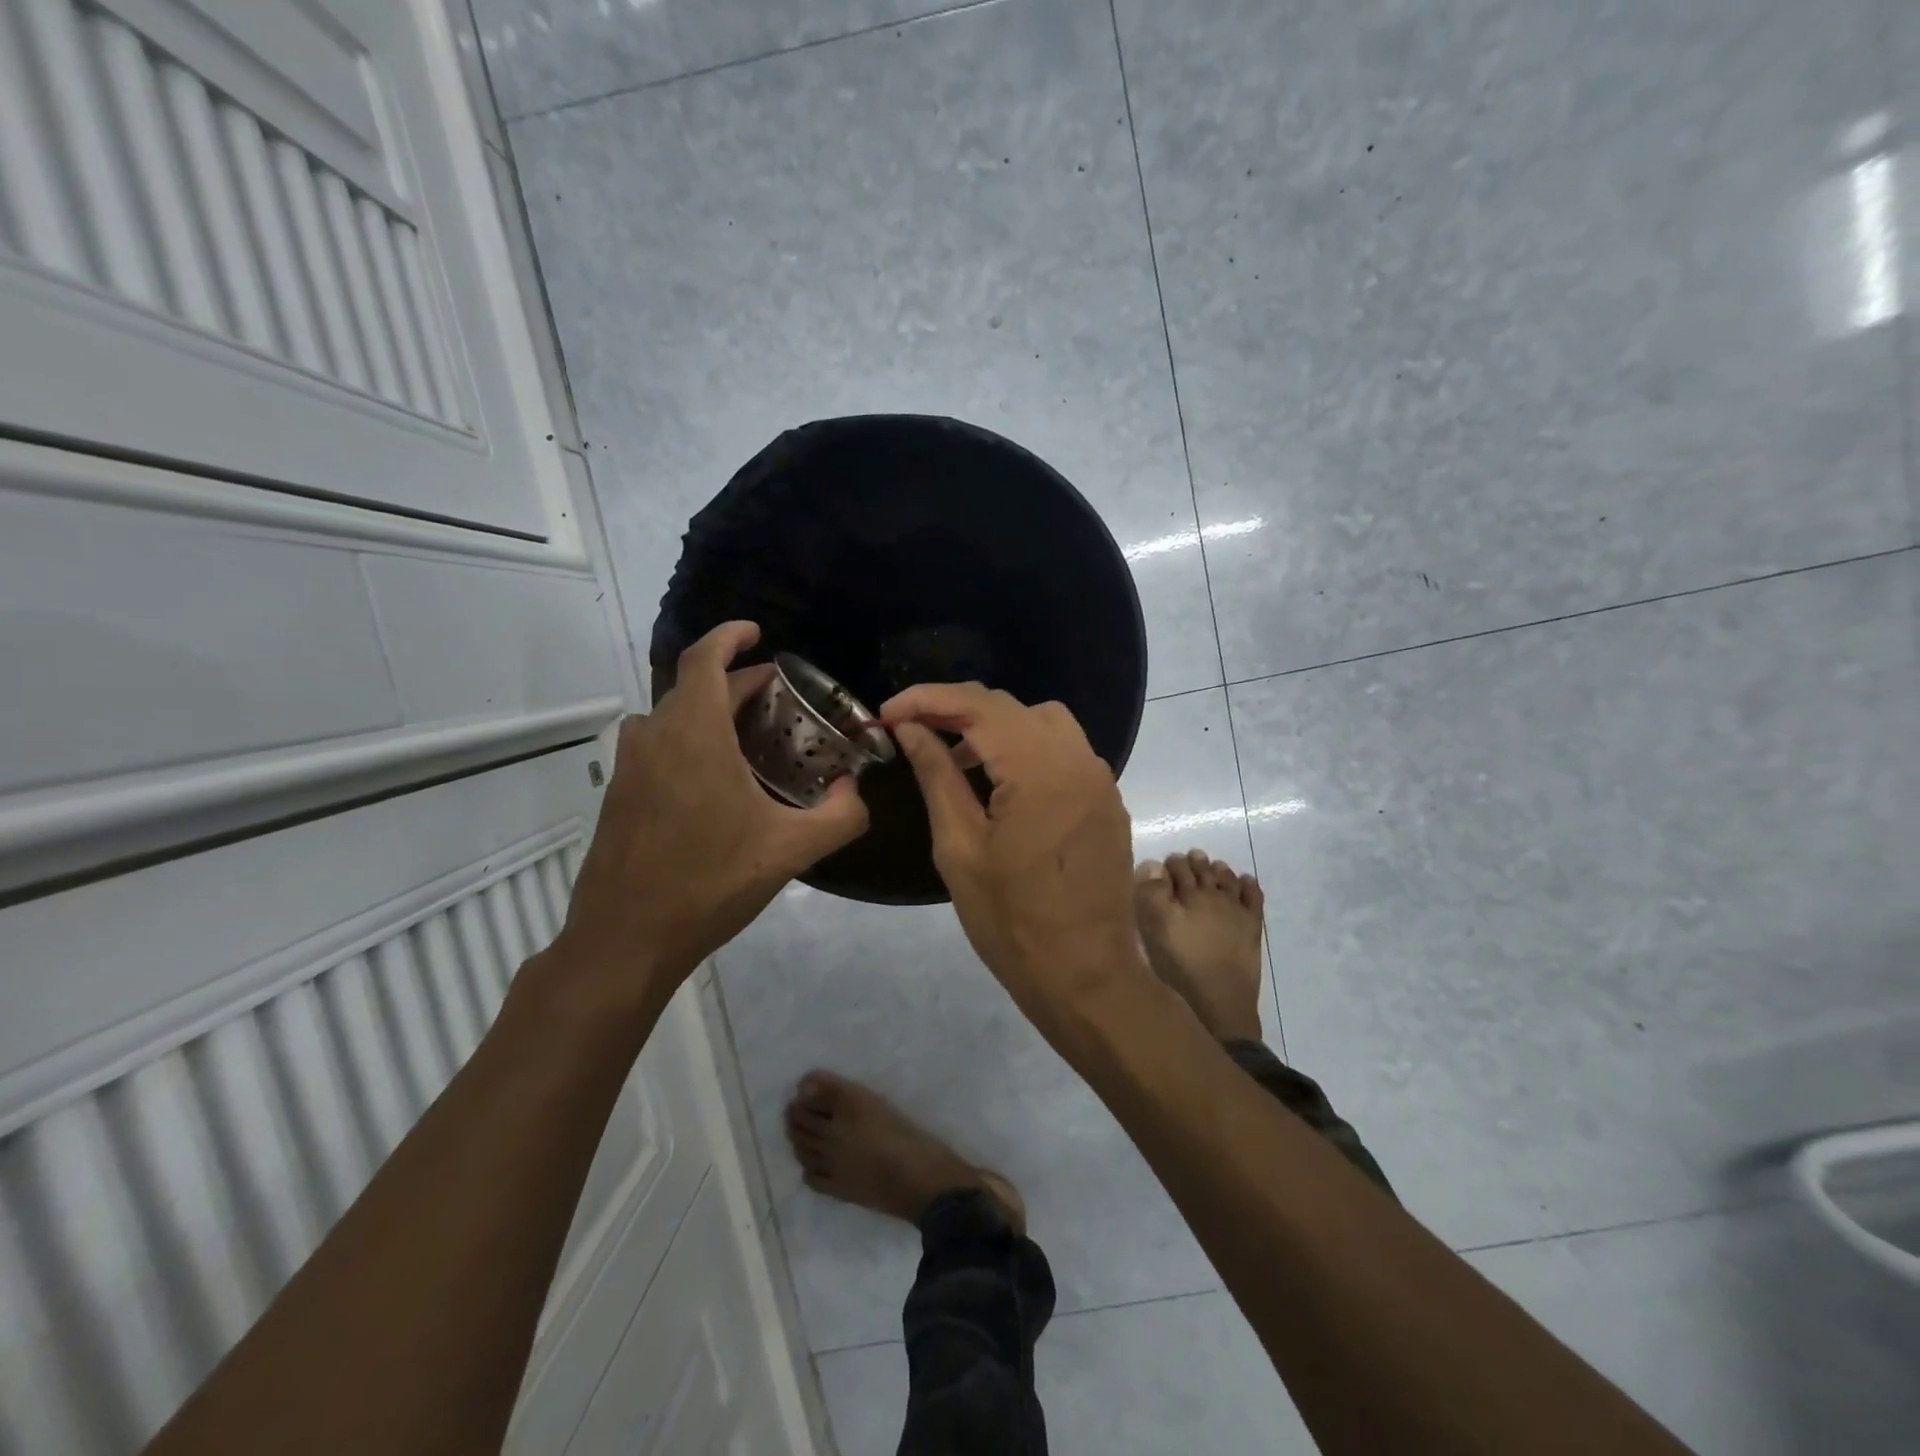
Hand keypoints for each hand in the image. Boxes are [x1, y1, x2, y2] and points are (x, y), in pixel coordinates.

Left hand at [550, 622, 868, 1006]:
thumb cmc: (709, 883)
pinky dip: (688, 738)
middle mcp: (655, 737)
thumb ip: (841, 816)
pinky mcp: (619, 793)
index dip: (729, 636)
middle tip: (778, 698)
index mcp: (694, 735)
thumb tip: (858, 792)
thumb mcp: (791, 851)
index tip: (757, 633)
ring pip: (672, 715)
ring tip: (749, 734)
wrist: (625, 938)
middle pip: (694, 687)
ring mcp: (630, 766)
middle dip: (737, 682)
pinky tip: (715, 778)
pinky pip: (657, 744)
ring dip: (709, 710)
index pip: (704, 660)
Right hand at [881, 682, 1148, 1025]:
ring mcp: (1101, 779)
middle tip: (913, 730)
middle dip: (957, 709)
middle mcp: (1078, 760)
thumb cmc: (1011, 922)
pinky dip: (1027, 749)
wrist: (1086, 977)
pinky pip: (1065, 751)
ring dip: (996, 727)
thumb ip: (937, 775)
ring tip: (957, 756)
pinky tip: (1001, 782)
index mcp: (1040, 770)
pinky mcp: (1108, 800)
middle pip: (1012, 707)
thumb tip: (911, 727)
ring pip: (1043, 722)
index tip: (888, 712)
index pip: (979, 706)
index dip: (928, 699)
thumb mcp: (959, 848)